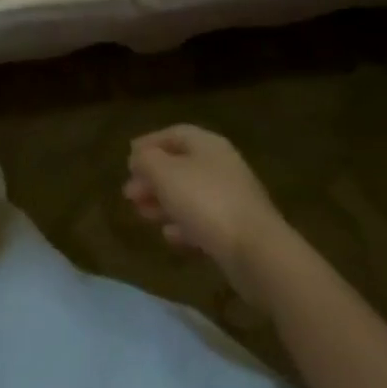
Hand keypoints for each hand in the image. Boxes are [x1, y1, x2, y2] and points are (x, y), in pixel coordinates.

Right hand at [125, 126, 289, 305]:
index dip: (149, 144)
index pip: (174, 134)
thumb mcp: (164, 173)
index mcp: (208, 145)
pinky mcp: (238, 231)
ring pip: (190, 195)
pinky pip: (204, 221)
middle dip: (152, 178)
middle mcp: (222, 166)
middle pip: (180, 166)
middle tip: (129, 193)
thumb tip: (140, 158)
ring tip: (142, 215)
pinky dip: (184, 225)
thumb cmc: (205, 201)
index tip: (128, 160)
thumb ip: (146, 160)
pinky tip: (170, 236)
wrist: (258, 253)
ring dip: (164, 202)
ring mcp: (233, 199)